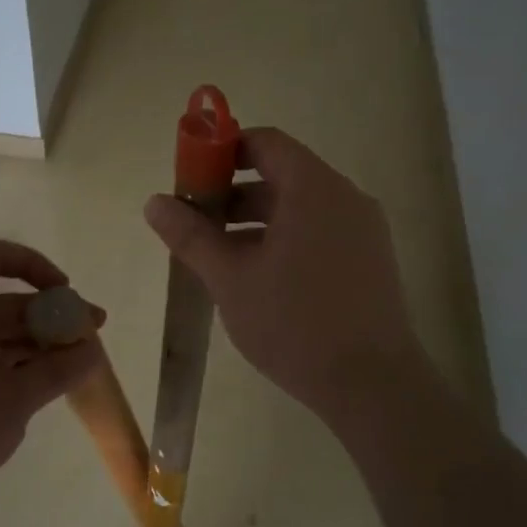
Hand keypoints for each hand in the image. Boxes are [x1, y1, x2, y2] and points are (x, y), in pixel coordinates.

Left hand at [0, 238, 102, 522]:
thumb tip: (91, 350)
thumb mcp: (15, 399)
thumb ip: (58, 370)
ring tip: (71, 368)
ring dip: (33, 343)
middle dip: (48, 314)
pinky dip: (10, 364)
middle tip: (90, 339)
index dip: (31, 264)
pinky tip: (34, 391)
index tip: (63, 293)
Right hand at [143, 128, 419, 429]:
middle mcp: (345, 198)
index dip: (223, 152)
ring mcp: (364, 230)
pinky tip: (260, 278)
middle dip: (233, 194)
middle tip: (196, 225)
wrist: (372, 384)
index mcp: (313, 189)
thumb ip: (191, 236)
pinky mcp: (371, 260)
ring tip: (220, 257)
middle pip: (282, 175)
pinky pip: (320, 232)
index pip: (265, 143)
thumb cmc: (294, 323)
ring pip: (301, 208)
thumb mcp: (230, 278)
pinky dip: (285, 239)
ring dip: (256, 222)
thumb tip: (154, 202)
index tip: (191, 180)